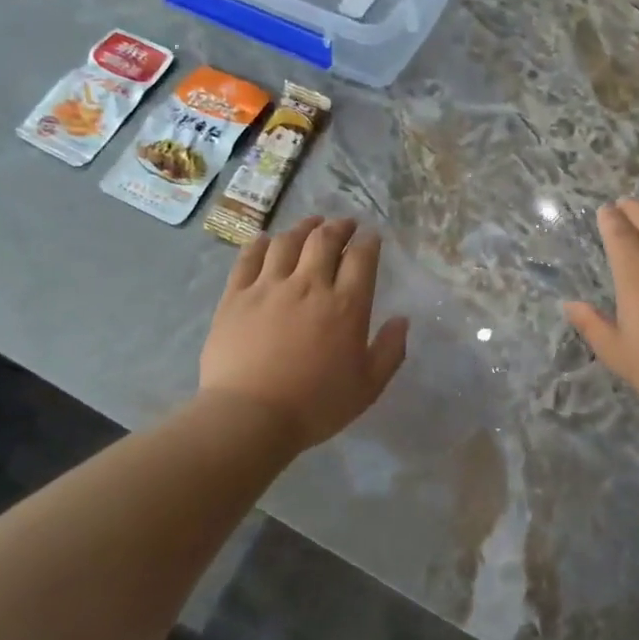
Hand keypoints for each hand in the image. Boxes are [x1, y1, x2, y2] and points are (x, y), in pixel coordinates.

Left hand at [200, 216, 409, 449]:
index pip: (361, 258)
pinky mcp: (236, 295)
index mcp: (346, 305)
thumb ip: (389, 351)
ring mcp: (268, 286)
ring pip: (287, 242)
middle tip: (344, 224)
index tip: (371, 237)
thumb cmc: (315, 405)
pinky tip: (265, 240)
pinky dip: (260, 244)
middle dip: (339, 226)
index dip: (369, 242)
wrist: (249, 416)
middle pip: (324, 239)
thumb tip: (402, 320)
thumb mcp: (367, 387)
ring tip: (310, 224)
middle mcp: (309, 285)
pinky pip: (248, 258)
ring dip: (303, 227)